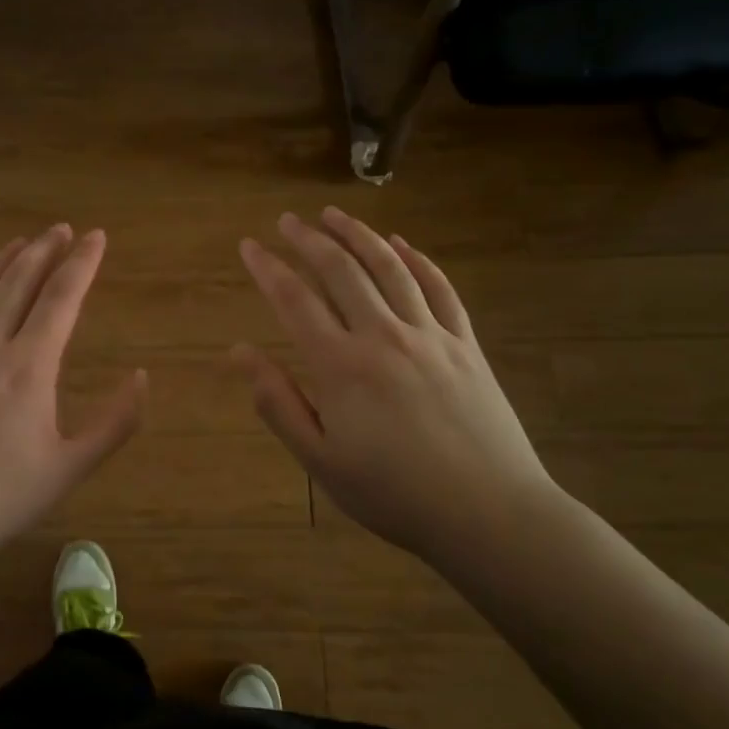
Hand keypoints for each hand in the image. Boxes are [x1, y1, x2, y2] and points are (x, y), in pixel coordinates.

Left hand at [0, 224, 146, 568]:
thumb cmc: (0, 499)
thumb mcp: (70, 467)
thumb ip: (115, 423)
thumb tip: (143, 378)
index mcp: (29, 366)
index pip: (61, 297)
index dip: (82, 262)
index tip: (96, 236)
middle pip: (17, 281)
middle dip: (43, 250)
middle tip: (60, 229)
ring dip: (0, 262)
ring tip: (18, 244)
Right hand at [234, 208, 558, 560]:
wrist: (488, 514)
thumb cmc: (393, 494)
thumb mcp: (320, 459)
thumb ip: (278, 401)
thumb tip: (239, 352)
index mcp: (341, 366)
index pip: (295, 301)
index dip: (268, 268)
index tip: (249, 246)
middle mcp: (383, 336)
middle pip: (341, 271)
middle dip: (309, 239)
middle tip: (287, 220)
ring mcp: (431, 335)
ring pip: (389, 268)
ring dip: (358, 235)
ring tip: (334, 214)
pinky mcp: (465, 344)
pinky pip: (439, 288)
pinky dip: (416, 260)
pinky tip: (399, 244)